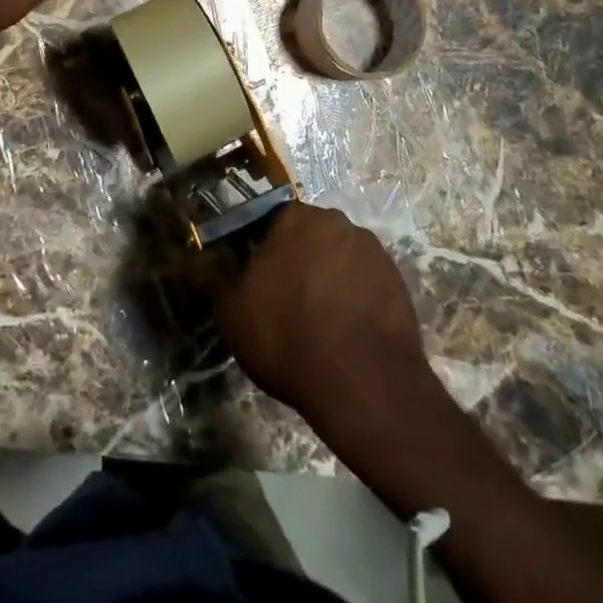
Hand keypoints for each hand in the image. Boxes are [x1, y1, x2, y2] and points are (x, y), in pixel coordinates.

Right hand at [211, 203, 433, 435]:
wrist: (364, 384)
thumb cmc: (288, 338)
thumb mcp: (233, 312)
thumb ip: (215, 276)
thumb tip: (204, 256)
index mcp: (295, 218)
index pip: (270, 221)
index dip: (260, 250)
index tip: (257, 281)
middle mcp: (336, 222)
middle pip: (309, 237)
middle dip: (298, 261)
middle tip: (286, 302)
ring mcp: (373, 251)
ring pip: (339, 258)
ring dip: (328, 279)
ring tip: (320, 323)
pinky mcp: (398, 281)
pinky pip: (366, 282)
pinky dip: (356, 299)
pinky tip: (347, 333)